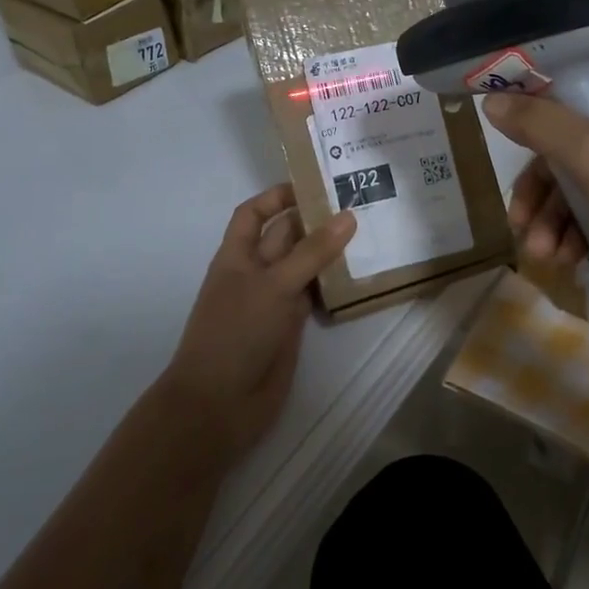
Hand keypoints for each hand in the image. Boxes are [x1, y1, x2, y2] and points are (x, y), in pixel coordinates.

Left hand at [158, 185, 357, 462]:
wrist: (219, 404)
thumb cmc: (236, 332)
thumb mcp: (274, 285)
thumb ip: (313, 252)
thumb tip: (348, 215)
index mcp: (238, 255)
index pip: (254, 213)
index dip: (278, 196)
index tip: (315, 184)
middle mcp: (256, 272)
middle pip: (286, 237)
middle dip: (315, 221)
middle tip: (359, 204)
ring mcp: (274, 300)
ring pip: (304, 266)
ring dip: (330, 253)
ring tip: (369, 233)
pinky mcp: (291, 327)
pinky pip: (315, 296)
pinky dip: (334, 285)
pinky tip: (361, 274)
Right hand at [483, 59, 588, 322]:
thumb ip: (539, 125)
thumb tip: (493, 101)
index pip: (575, 80)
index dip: (533, 108)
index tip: (503, 141)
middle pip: (578, 138)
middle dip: (544, 188)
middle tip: (520, 224)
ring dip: (562, 217)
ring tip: (545, 257)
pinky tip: (574, 262)